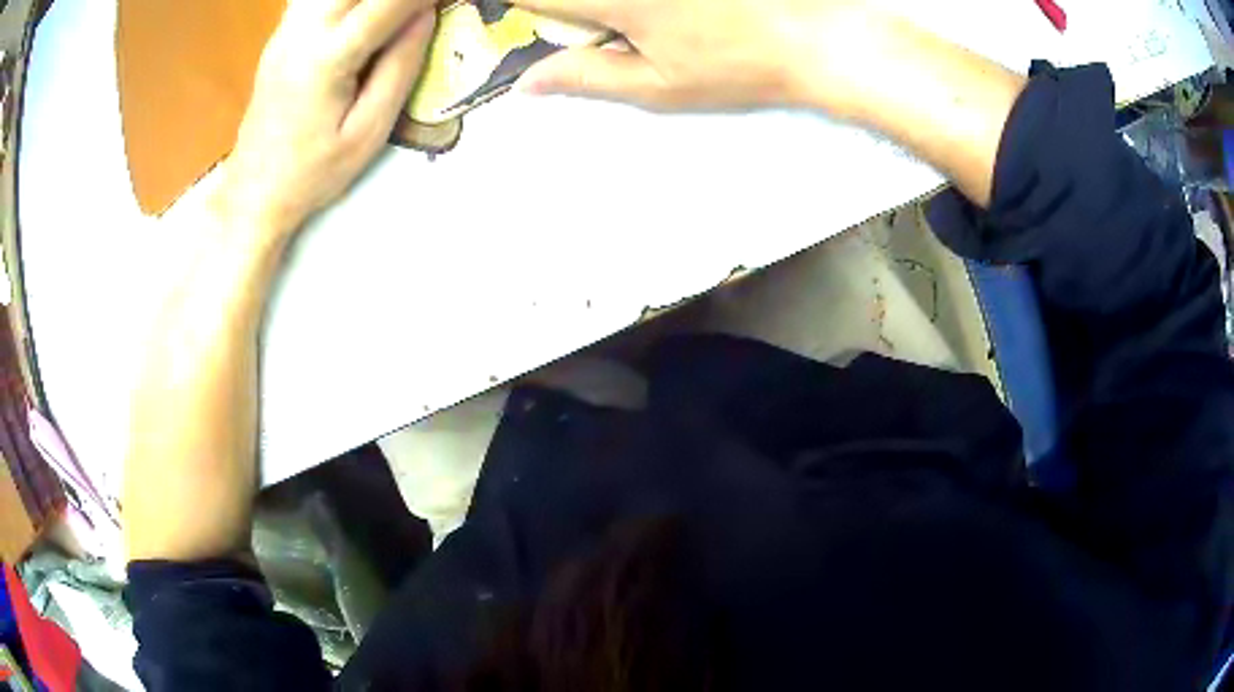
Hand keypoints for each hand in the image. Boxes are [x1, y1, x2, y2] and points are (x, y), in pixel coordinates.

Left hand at [220, 0, 436, 237]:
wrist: (254, 189)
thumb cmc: (313, 172)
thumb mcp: (369, 131)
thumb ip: (400, 67)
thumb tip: (427, 14)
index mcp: (327, 58)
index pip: (387, 2)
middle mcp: (302, 32)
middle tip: (421, 7)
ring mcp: (286, 30)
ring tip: (392, 12)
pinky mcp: (280, 33)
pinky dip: (345, 0)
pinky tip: (358, 13)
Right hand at [510, 0, 876, 112]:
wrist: (819, 37)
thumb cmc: (741, 67)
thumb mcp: (659, 86)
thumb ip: (584, 78)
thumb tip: (525, 85)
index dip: (523, 7)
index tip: (534, 19)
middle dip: (572, 8)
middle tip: (606, 27)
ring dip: (608, 9)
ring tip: (659, 25)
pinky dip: (651, 6)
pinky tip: (681, 16)